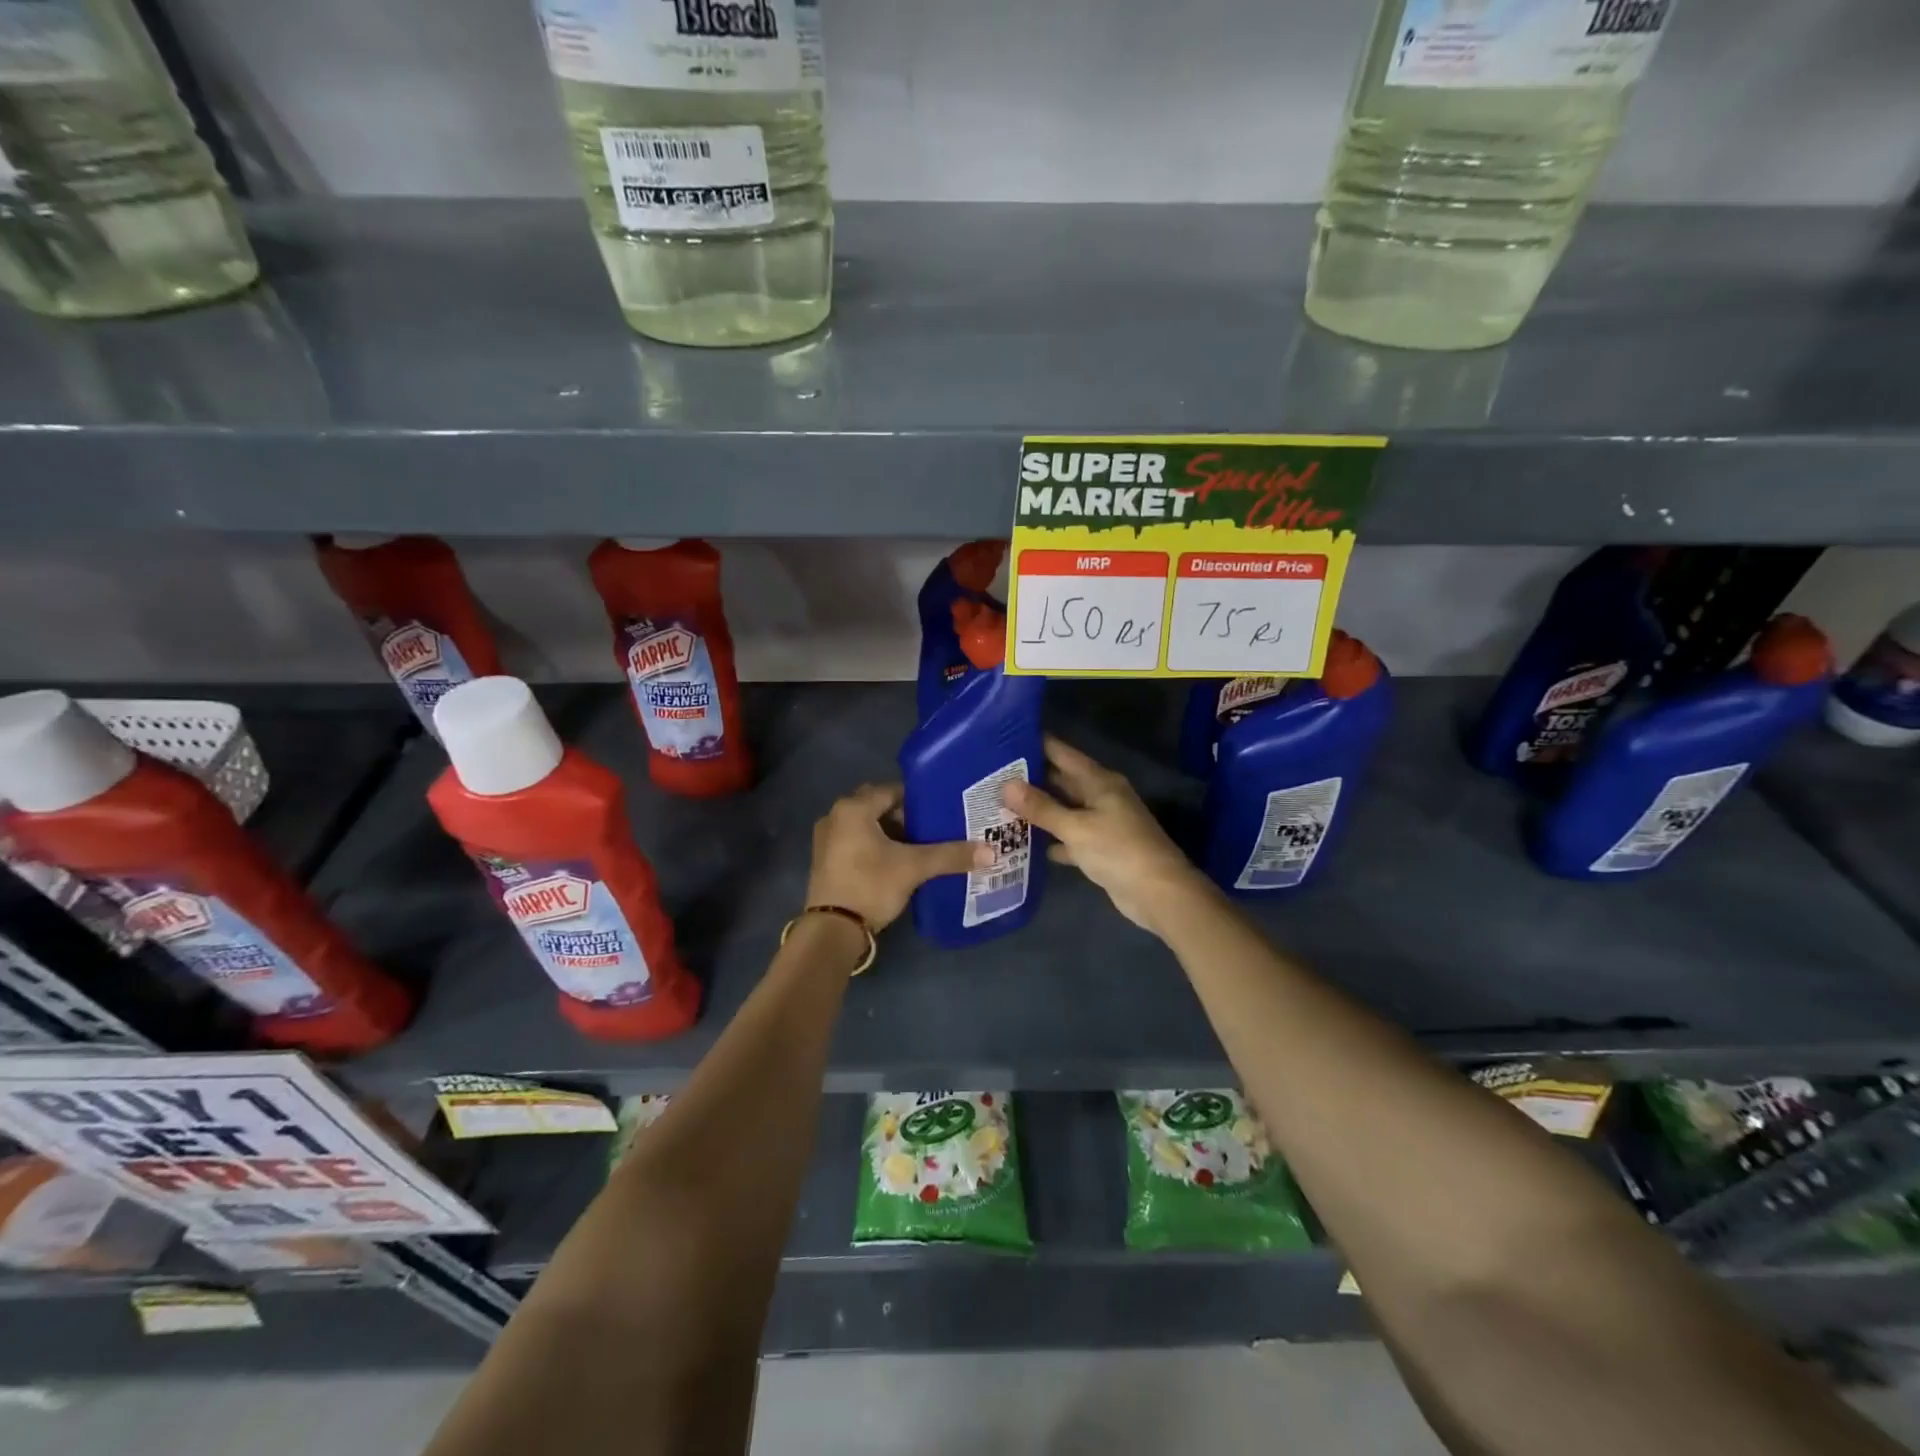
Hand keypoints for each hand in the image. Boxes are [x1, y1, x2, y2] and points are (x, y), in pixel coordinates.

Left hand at [805, 783, 989, 932]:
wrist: (832, 930)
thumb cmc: (871, 885)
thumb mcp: (914, 867)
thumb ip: (950, 855)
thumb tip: (991, 852)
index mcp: (853, 808)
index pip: (892, 790)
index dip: (918, 799)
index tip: (941, 809)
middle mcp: (835, 815)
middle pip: (877, 805)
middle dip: (903, 814)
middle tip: (932, 826)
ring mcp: (826, 838)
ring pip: (865, 824)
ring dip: (888, 830)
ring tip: (918, 844)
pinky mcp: (825, 860)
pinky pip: (855, 840)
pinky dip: (874, 844)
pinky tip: (895, 861)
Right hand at [1004, 735, 1210, 936]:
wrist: (1158, 893)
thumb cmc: (1118, 850)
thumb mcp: (1076, 827)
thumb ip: (1041, 807)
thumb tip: (1006, 785)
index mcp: (1099, 781)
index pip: (1062, 753)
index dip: (1036, 744)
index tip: (1004, 739)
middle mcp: (1101, 796)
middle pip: (1061, 780)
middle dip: (1030, 778)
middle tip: (992, 775)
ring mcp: (1102, 822)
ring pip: (1064, 809)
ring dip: (1039, 809)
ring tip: (1000, 805)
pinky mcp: (1100, 848)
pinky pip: (1069, 836)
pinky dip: (1051, 839)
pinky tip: (1025, 842)